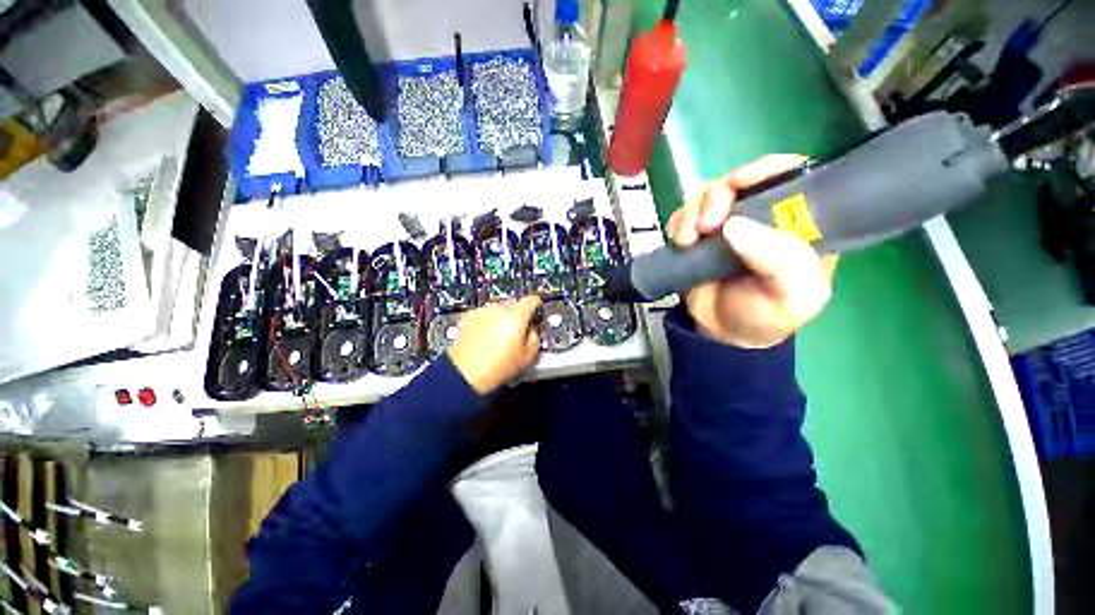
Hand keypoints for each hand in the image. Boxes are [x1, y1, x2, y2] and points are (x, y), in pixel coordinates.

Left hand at [447, 295, 542, 393]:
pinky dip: (487, 321)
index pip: (532, 300)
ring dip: (501, 317)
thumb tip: (532, 330)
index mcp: (517, 316)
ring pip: (498, 309)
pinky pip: (483, 314)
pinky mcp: (468, 317)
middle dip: (518, 314)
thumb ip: (535, 337)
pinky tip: (485, 337)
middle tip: (517, 331)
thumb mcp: (528, 357)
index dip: (537, 305)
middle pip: (514, 303)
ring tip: (499, 336)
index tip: (537, 311)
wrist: (464, 374)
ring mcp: (482, 311)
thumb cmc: (498, 368)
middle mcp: (499, 308)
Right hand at [666, 155, 837, 348]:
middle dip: (718, 196)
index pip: (791, 174)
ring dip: (692, 212)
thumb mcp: (792, 297)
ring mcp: (726, 224)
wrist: (723, 333)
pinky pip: (683, 214)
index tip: (739, 187)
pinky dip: (678, 223)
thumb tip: (735, 226)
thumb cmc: (766, 316)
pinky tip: (680, 242)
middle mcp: (762, 216)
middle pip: (740, 180)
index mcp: (798, 223)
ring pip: (707, 194)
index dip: (765, 170)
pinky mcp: (698, 235)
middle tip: (707, 225)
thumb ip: (782, 263)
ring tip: (687, 241)